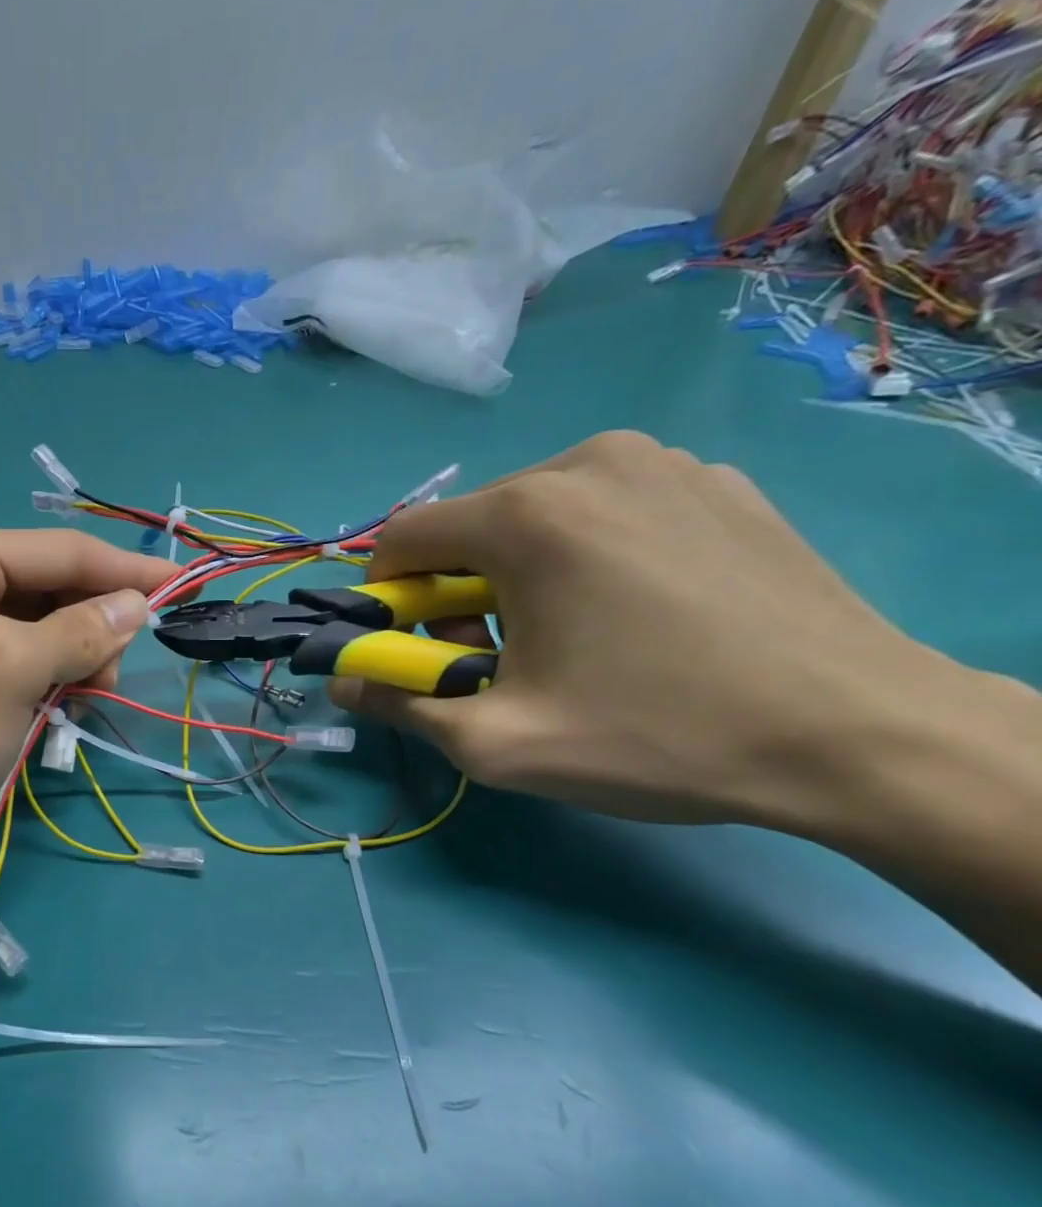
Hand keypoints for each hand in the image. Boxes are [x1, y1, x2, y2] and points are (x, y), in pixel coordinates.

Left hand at [0, 523, 172, 901]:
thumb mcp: (10, 672)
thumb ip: (80, 629)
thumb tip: (137, 604)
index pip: (57, 550)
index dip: (126, 570)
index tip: (186, 585)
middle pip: (46, 585)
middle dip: (91, 623)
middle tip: (113, 676)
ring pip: (36, 625)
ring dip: (72, 656)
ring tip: (83, 697)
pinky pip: (15, 658)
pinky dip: (45, 678)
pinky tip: (57, 705)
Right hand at [331, 432, 966, 830]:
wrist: (865, 738)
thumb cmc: (659, 735)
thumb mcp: (498, 743)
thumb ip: (399, 705)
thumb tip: (343, 685)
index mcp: (527, 514)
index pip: (403, 538)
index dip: (388, 599)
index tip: (419, 653)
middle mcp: (588, 463)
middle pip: (468, 528)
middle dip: (457, 595)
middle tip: (501, 662)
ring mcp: (664, 463)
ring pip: (535, 516)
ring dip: (518, 576)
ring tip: (572, 640)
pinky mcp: (716, 483)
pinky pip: (606, 511)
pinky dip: (586, 557)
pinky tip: (636, 615)